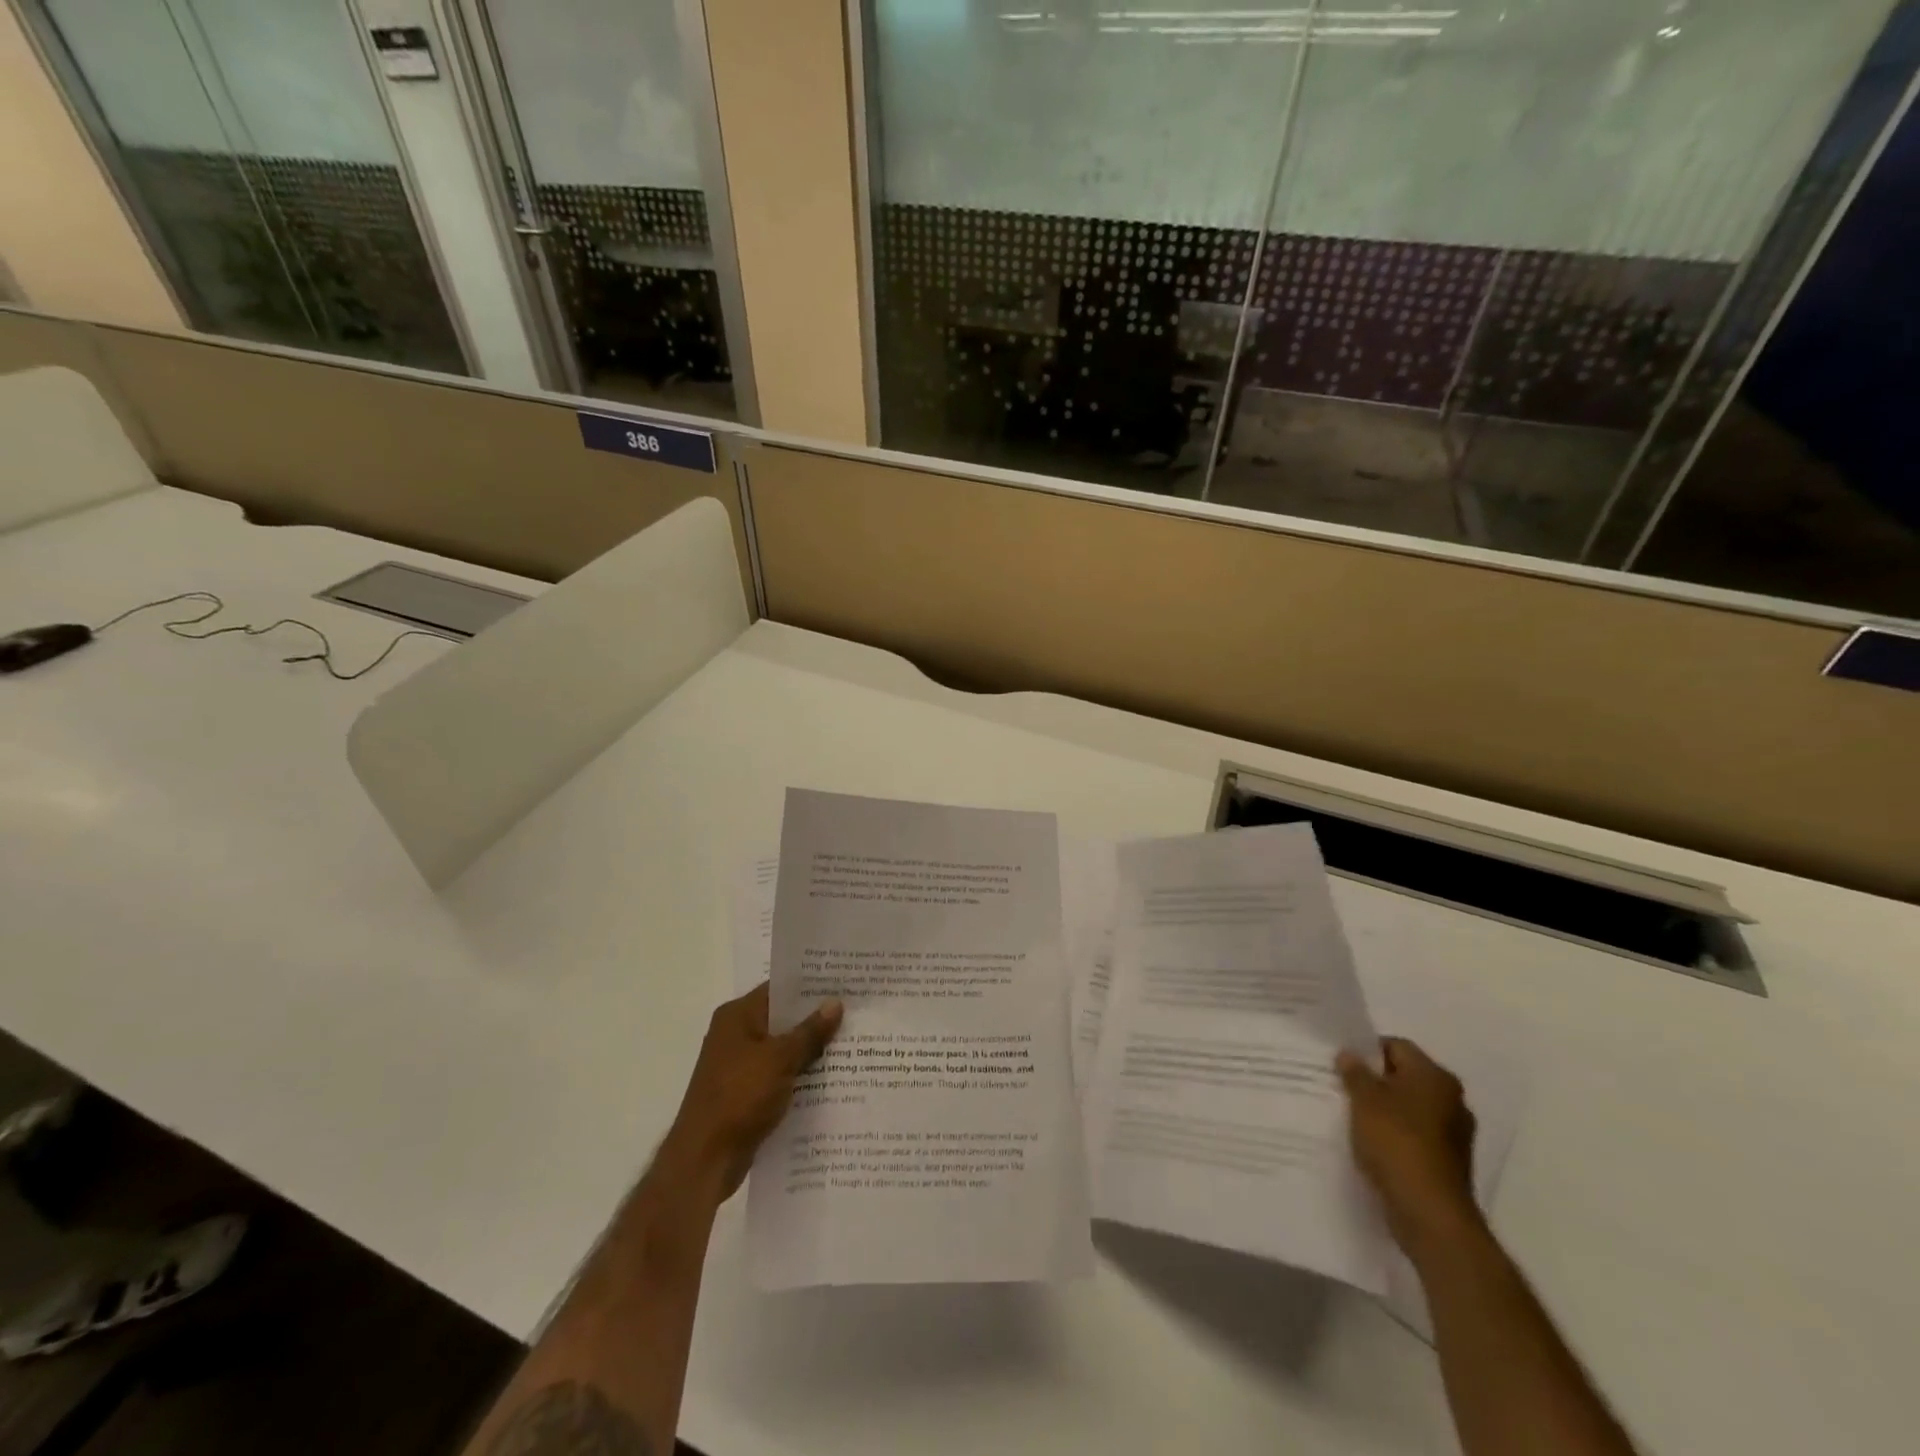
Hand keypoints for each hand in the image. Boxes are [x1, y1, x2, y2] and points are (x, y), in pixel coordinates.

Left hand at [659, 983, 842, 1200]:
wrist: (705, 1160)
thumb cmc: (739, 1097)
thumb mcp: (780, 1059)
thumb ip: (809, 1031)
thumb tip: (835, 1002)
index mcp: (737, 1016)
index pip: (778, 988)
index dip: (810, 985)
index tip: (842, 982)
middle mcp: (735, 1034)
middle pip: (781, 1018)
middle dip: (815, 1018)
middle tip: (854, 1011)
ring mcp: (738, 1065)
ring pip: (782, 1048)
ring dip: (809, 1049)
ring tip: (851, 1042)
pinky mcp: (745, 1093)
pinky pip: (778, 1074)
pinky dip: (799, 1074)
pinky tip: (830, 1078)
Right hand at [1336, 1036, 1480, 1255]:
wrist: (1430, 1214)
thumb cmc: (1396, 1143)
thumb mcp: (1364, 1100)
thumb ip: (1355, 1072)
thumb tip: (1349, 1055)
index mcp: (1435, 1077)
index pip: (1396, 1046)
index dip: (1366, 1051)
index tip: (1341, 1064)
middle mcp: (1451, 1100)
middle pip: (1404, 1077)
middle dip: (1374, 1081)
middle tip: (1342, 1088)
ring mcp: (1453, 1134)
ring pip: (1409, 1108)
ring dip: (1383, 1110)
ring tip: (1352, 1117)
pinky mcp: (1447, 1162)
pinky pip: (1414, 1136)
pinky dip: (1394, 1136)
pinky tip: (1371, 1145)